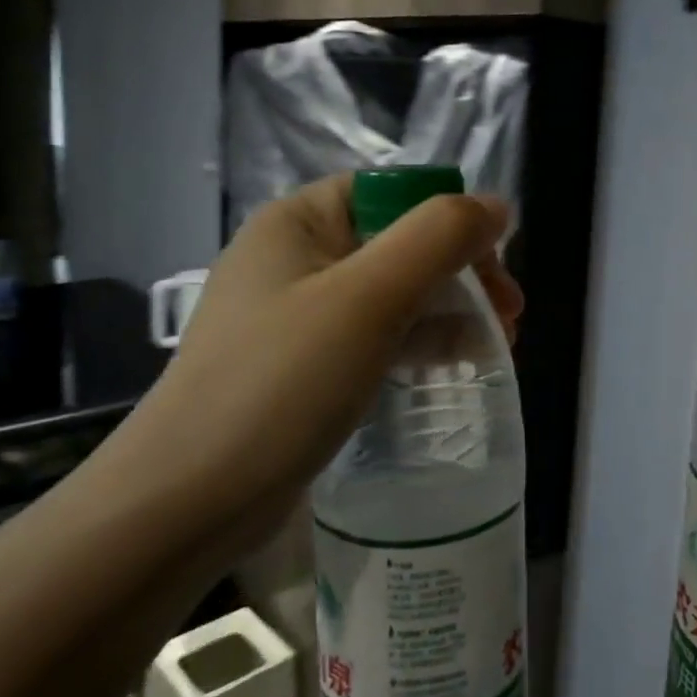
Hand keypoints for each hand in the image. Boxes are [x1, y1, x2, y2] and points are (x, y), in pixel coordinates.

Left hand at [135, 175, 520, 529]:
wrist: (187, 502)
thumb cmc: (281, 382)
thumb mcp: (368, 298)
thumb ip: (438, 238)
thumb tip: (496, 205)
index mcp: (299, 221)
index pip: (394, 194)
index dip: (453, 221)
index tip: (497, 271)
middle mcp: (295, 257)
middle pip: (400, 243)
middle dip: (460, 273)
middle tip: (509, 317)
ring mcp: (297, 314)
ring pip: (393, 293)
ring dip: (448, 310)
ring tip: (497, 347)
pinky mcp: (304, 365)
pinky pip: (374, 336)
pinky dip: (418, 344)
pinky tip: (453, 367)